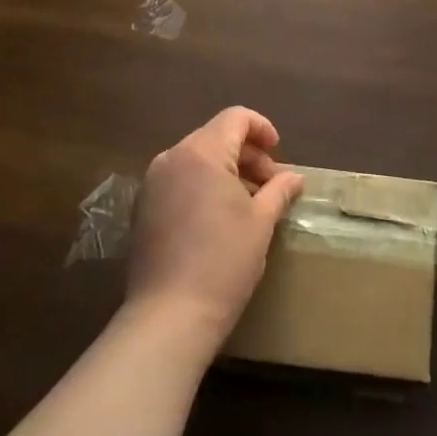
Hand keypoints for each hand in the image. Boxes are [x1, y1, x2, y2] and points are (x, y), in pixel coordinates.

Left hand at [125, 107, 303, 352]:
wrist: (168, 317)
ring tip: (249, 203)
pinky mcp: (142, 209)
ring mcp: (152, 184)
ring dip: (226, 171)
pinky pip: (179, 181)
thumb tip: (294, 178)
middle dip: (247, 154)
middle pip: (215, 137)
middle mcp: (171, 158)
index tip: (278, 154)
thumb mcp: (261, 222)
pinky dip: (203, 186)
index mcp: (201, 153)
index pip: (235, 118)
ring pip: (196, 159)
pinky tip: (219, 218)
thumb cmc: (223, 261)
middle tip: (271, 185)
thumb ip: (279, 190)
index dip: (262, 128)